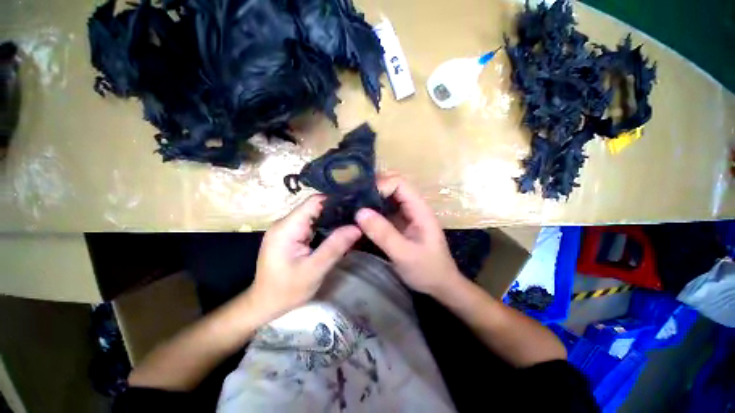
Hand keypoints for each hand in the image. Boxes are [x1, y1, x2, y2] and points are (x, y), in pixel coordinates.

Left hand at [248, 195, 360, 318]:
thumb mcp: (314, 270)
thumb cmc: (286, 290)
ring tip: (351, 226)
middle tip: (357, 220)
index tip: (355, 208)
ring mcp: (287, 229)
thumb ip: (334, 247)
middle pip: (315, 207)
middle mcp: (285, 223)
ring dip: (332, 220)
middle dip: (337, 212)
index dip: (336, 202)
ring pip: (314, 216)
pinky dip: (326, 228)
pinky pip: (311, 225)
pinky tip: (338, 235)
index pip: (314, 202)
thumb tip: (356, 227)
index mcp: (287, 227)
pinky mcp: (291, 235)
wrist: (265, 305)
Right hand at [355, 174, 461, 295]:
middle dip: (372, 189)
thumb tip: (360, 212)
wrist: (440, 286)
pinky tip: (359, 218)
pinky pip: (384, 211)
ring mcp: (406, 215)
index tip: (361, 198)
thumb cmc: (428, 270)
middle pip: (392, 186)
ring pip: (387, 198)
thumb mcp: (405, 254)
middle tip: (352, 198)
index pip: (399, 183)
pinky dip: (372, 211)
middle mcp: (413, 207)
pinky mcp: (399, 224)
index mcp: (419, 209)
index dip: (380, 185)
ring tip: (351, 205)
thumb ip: (384, 234)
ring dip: (370, 199)